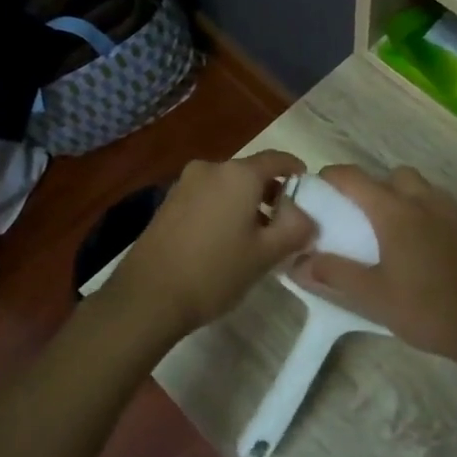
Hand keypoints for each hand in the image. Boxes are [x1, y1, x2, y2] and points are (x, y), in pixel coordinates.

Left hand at [105, 151, 315, 342]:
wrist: (148, 296)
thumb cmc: (215, 272)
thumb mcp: (266, 254)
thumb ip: (296, 229)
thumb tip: (307, 218)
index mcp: (238, 174)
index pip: (277, 159)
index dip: (296, 171)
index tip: (308, 189)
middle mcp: (210, 168)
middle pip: (251, 173)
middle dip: (271, 194)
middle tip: (286, 224)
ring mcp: (184, 184)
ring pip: (227, 187)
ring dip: (246, 204)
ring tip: (257, 238)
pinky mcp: (168, 203)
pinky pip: (207, 198)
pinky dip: (223, 210)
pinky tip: (226, 242)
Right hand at [289, 164, 456, 364]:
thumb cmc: (428, 309)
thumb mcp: (373, 297)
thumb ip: (335, 274)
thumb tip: (299, 263)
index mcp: (395, 211)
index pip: (355, 178)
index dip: (332, 177)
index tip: (316, 188)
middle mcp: (424, 201)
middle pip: (392, 176)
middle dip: (372, 186)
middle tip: (358, 215)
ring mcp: (452, 212)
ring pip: (420, 188)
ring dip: (400, 197)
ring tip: (388, 231)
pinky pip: (439, 205)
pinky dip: (423, 212)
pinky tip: (420, 246)